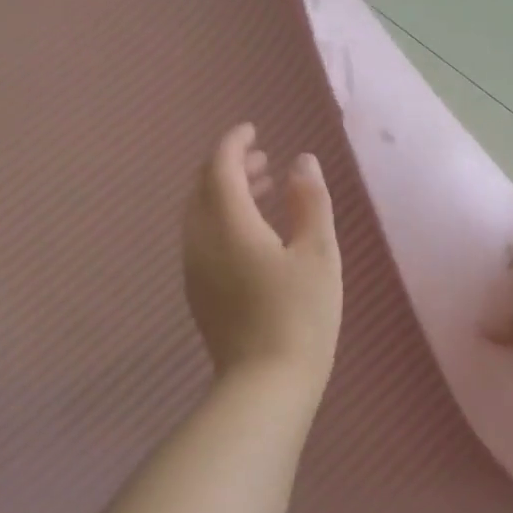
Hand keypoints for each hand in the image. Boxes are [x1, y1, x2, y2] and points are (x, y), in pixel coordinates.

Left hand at [183, 124, 341, 388]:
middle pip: (203, 189)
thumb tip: (302, 161)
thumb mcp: (318, 253)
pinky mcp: (199, 293)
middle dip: (229, 166)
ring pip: (200, 215)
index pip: (220, 167)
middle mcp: (201, 241)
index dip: (234, 143)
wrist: (266, 383)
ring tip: (263, 190)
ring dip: (226, 194)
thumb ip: (309, 202)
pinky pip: (203, 239)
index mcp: (229, 224)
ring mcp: (195, 269)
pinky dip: (223, 220)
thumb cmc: (301, 314)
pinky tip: (253, 234)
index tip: (253, 129)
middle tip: (263, 159)